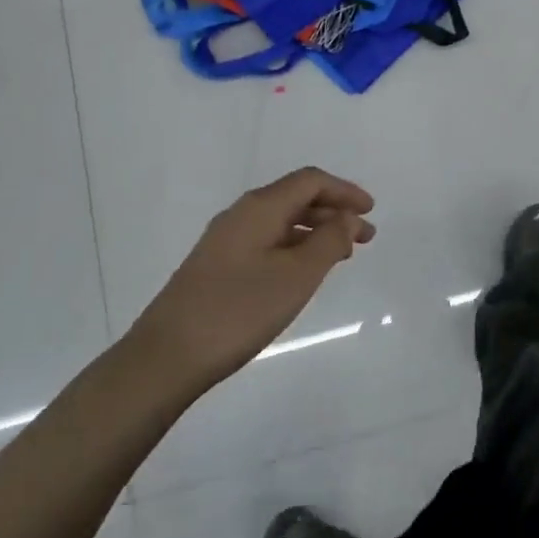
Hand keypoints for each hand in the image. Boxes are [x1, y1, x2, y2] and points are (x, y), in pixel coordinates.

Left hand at [128, 168, 374, 392]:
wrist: (167, 356)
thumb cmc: (239, 310)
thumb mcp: (297, 276)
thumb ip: (329, 241)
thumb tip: (348, 218)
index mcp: (260, 207)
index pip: (310, 181)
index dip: (344, 191)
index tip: (371, 211)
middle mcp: (241, 214)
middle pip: (295, 198)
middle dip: (334, 212)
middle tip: (365, 237)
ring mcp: (225, 241)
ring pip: (281, 222)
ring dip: (315, 232)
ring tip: (342, 256)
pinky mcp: (217, 266)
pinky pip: (267, 242)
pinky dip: (294, 248)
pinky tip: (303, 273)